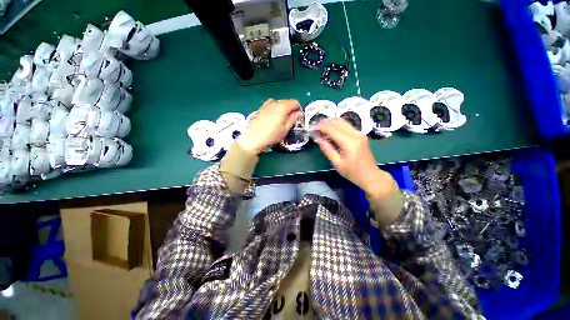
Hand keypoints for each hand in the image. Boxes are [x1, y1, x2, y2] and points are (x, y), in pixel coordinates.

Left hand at [237, 99, 301, 154]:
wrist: (254, 138)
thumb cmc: (272, 135)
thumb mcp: (285, 129)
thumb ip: (293, 119)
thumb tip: (299, 113)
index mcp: (283, 107)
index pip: (295, 102)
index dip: (298, 109)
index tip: (297, 118)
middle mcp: (275, 103)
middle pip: (287, 101)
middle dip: (291, 109)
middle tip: (290, 119)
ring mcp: (266, 105)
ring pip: (278, 103)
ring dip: (282, 108)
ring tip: (281, 118)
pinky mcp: (260, 109)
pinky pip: (270, 104)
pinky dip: (274, 108)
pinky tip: (272, 115)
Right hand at [313, 118, 397, 198]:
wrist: (371, 176)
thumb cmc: (353, 173)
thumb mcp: (337, 163)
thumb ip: (327, 149)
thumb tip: (317, 139)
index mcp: (349, 143)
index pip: (331, 129)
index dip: (320, 127)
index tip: (311, 128)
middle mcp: (355, 134)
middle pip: (337, 122)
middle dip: (324, 122)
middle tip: (315, 127)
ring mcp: (359, 133)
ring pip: (342, 122)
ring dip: (330, 123)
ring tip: (320, 128)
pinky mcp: (360, 135)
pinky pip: (346, 126)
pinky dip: (336, 126)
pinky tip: (330, 132)